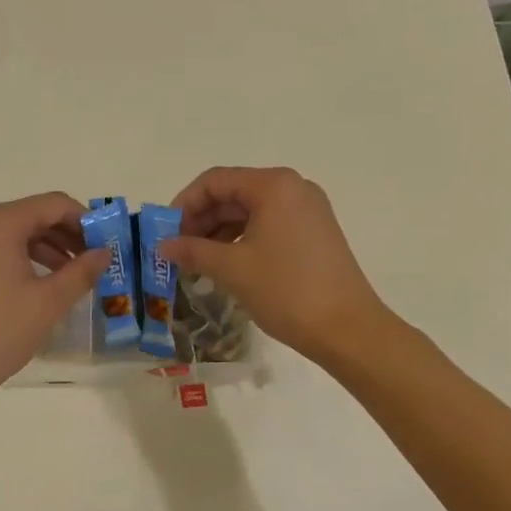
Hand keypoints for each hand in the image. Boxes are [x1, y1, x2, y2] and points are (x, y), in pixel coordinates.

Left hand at [0, 191, 106, 406]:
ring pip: (17, 231)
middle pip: (34, 214)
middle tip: (96, 259)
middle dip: (68, 234)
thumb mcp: (48, 301)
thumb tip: (105, 253)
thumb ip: (82, 271)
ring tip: (76, 274)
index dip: (86, 220)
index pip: (54, 204)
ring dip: (49, 247)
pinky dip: (26, 257)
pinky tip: (45, 281)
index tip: (108, 243)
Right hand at [160, 167, 387, 365]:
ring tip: (197, 262)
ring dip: (220, 232)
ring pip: (250, 210)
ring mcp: (308, 210)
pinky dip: (243, 239)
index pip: (215, 181)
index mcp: (273, 186)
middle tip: (178, 250)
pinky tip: (226, 264)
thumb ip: (193, 251)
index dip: (184, 204)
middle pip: (233, 193)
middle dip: (201, 219)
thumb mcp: (233, 269)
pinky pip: (269, 224)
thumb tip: (162, 246)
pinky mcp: (314, 232)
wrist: (348, 329)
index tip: (165, 232)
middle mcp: (293, 188)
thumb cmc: (287, 291)